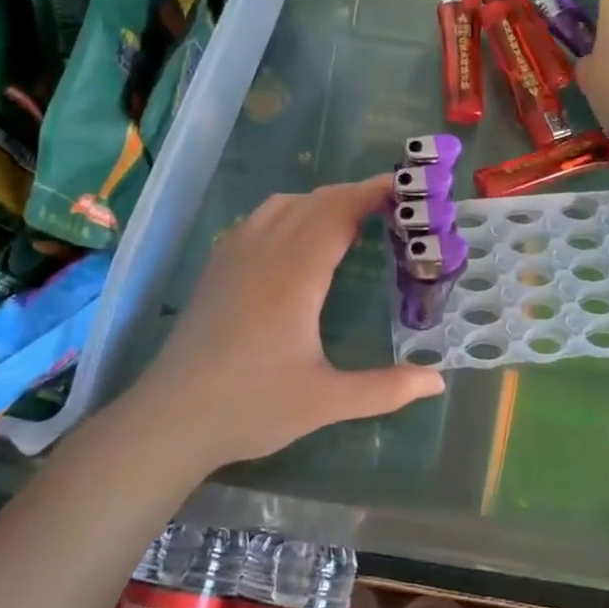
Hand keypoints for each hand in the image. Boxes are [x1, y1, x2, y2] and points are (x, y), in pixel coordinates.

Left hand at [126, 176, 444, 463]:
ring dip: (321, 202)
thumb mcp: (325, 403)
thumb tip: (438, 380)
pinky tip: (298, 242)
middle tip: (394, 209)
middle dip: (355, 195)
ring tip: (351, 223)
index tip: (406, 188)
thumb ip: (385, 389)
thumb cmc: (250, 407)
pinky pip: (258, 218)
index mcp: (294, 275)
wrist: (170, 419)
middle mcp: (263, 251)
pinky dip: (290, 213)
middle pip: (315, 201)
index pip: (339, 212)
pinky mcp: (216, 267)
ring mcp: (233, 255)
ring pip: (283, 204)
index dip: (373, 193)